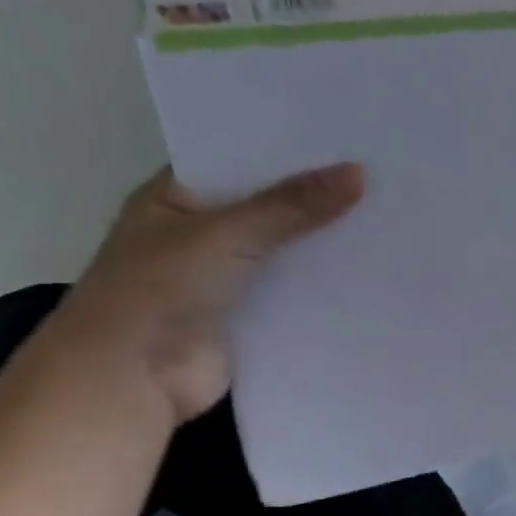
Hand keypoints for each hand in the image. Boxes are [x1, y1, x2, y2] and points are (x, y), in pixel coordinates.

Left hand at [56, 163, 365, 422]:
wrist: (132, 378)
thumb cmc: (160, 289)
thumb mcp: (227, 233)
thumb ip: (292, 205)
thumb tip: (358, 173)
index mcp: (175, 198)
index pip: (237, 161)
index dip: (285, 150)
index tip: (341, 136)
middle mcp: (199, 234)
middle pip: (266, 208)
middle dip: (313, 198)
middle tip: (374, 175)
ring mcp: (224, 279)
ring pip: (282, 253)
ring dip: (321, 244)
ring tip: (383, 216)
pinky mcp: (247, 319)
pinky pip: (292, 295)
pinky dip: (321, 288)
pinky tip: (368, 271)